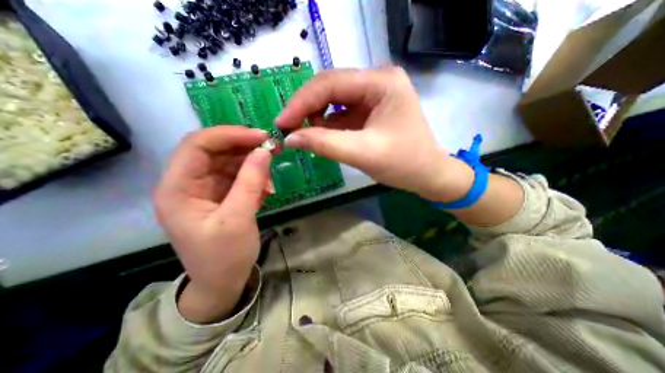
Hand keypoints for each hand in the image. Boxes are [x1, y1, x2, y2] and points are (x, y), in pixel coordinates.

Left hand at [155, 125, 271, 322]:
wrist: (222, 282)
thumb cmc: (223, 256)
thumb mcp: (237, 219)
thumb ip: (250, 182)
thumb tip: (264, 151)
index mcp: (178, 189)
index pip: (198, 145)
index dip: (229, 135)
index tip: (261, 137)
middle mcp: (188, 183)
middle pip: (214, 150)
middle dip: (244, 147)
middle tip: (272, 149)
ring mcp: (205, 189)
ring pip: (229, 162)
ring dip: (252, 165)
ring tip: (269, 181)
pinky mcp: (221, 195)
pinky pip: (238, 176)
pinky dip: (254, 178)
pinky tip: (266, 190)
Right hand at [273, 67, 471, 201]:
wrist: (428, 175)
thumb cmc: (404, 164)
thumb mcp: (363, 154)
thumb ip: (324, 144)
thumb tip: (290, 138)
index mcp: (381, 82)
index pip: (330, 83)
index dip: (301, 102)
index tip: (281, 123)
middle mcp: (377, 80)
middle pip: (330, 88)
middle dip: (306, 108)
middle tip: (288, 129)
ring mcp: (374, 94)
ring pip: (333, 99)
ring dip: (316, 116)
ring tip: (307, 135)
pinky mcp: (370, 109)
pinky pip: (341, 111)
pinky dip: (328, 123)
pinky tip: (322, 135)